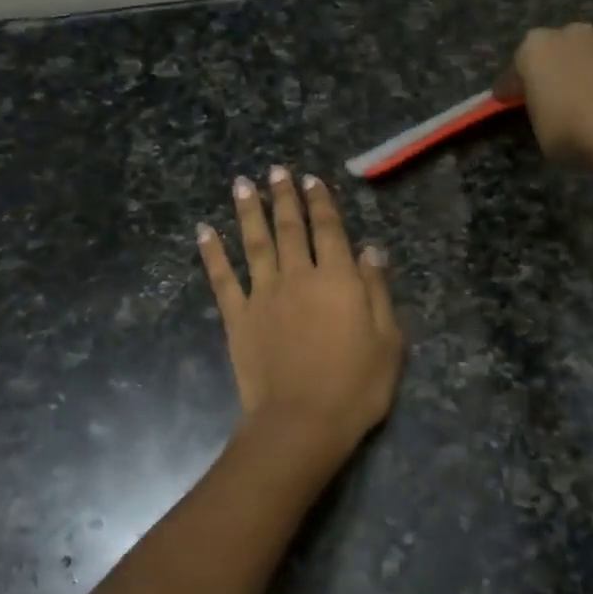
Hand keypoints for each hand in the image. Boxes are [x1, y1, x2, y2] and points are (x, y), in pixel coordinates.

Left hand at [197, 166, 403, 453]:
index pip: (328, 230)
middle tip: (275, 171)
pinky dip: (213, 253)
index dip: (321, 203)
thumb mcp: (388, 340)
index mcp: (337, 279)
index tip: (312, 180)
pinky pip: (222, 278)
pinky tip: (204, 231)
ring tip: (242, 184)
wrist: (302, 422)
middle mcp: (297, 276)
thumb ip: (376, 291)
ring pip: (254, 243)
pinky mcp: (238, 318)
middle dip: (283, 197)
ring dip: (248, 211)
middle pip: (289, 228)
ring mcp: (263, 295)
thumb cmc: (356, 386)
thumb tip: (370, 250)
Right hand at [499, 22, 592, 162]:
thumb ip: (540, 110)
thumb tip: (546, 106)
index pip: (516, 68)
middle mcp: (571, 34)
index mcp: (535, 49)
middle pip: (557, 50)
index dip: (512, 87)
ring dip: (590, 68)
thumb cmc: (572, 132)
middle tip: (554, 95)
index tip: (507, 101)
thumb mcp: (540, 131)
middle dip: (555, 68)